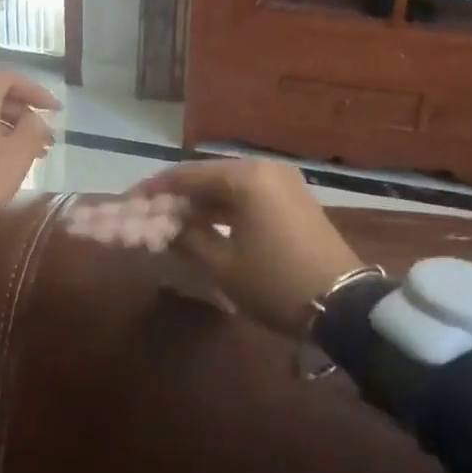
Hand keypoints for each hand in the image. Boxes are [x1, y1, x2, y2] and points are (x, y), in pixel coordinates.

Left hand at [0, 70, 58, 236]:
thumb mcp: (16, 155)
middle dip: (24, 115)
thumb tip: (35, 119)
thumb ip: (32, 131)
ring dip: (9, 132)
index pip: (8, 78)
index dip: (35, 90)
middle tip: (45, 138)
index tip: (55, 110)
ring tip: (30, 155)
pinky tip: (2, 167)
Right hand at [132, 158, 363, 338]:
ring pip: (228, 184)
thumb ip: (187, 237)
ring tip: (172, 222)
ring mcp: (283, 181)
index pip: (186, 175)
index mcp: (244, 177)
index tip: (128, 202)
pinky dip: (225, 206)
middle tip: (149, 214)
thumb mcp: (222, 264)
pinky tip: (207, 224)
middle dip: (177, 194)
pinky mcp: (294, 197)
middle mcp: (264, 168)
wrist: (343, 304)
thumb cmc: (274, 282)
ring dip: (201, 201)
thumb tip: (163, 224)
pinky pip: (248, 193)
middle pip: (207, 175)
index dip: (154, 189)